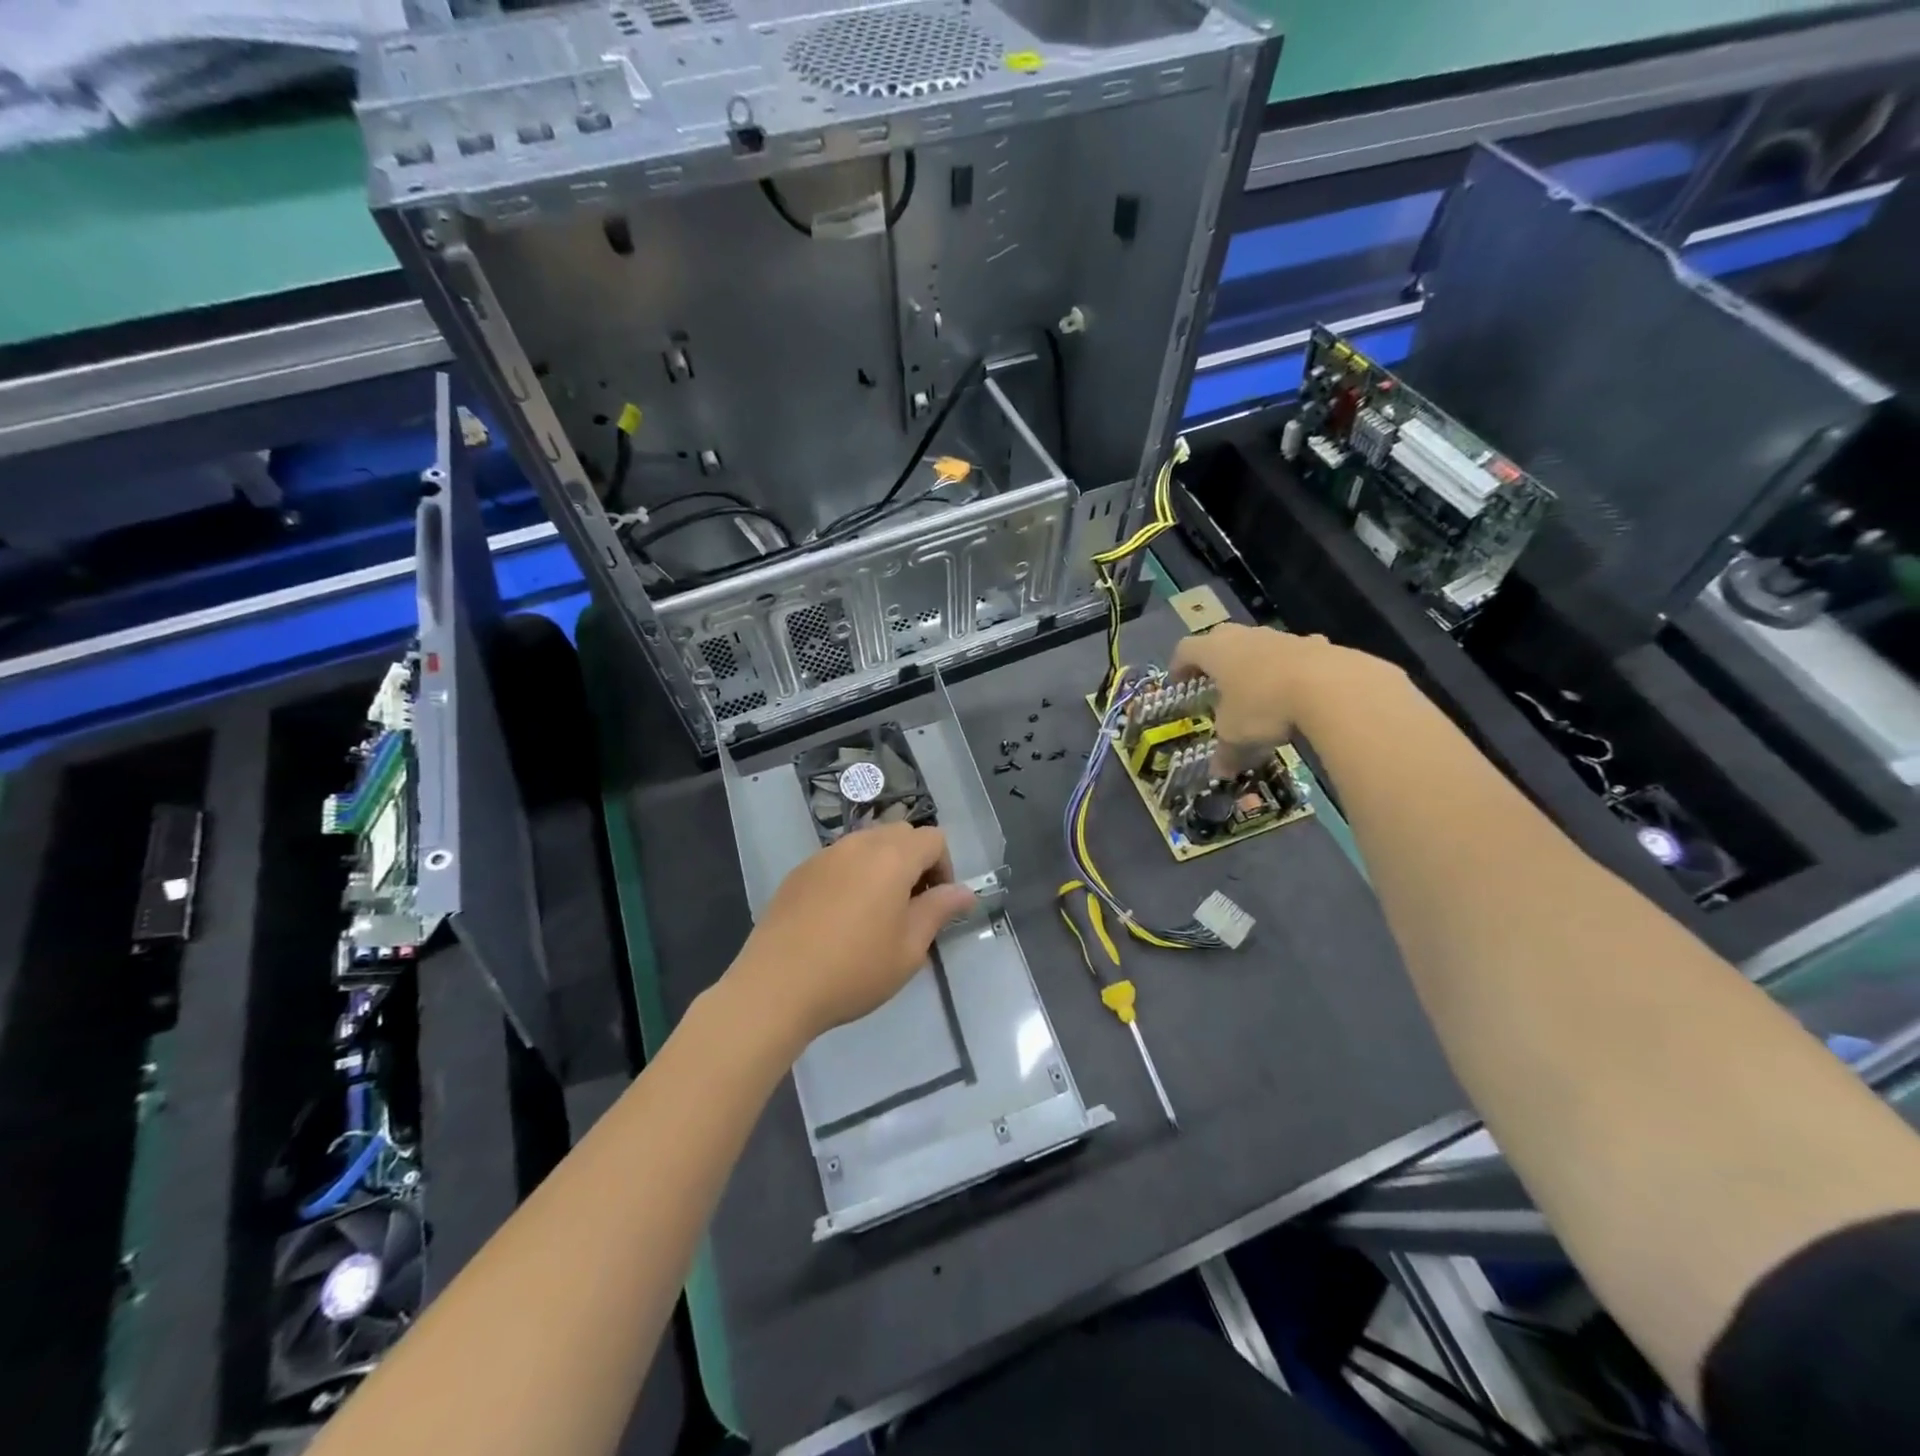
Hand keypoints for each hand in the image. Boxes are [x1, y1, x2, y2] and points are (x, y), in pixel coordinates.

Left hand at [726, 823, 976, 1045]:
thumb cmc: (854, 970)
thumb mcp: (909, 949)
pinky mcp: (799, 872)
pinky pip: (838, 860)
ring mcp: (824, 855)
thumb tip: (964, 892)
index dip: (944, 867)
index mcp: (892, 858)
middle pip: (900, 833)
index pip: (933, 839)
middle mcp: (859, 844)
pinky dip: (852, 875)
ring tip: (875, 912)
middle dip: (915, 861)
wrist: (776, 986)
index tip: (936, 905)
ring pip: (867, 843)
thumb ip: (938, 911)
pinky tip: (840, 917)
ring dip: (883, 865)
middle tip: (910, 907)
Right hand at [1170, 623, 1381, 774]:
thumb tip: (1219, 772)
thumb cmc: (1264, 706)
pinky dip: (1290, 669)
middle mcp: (1245, 637)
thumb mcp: (1236, 736)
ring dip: (1253, 662)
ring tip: (1257, 690)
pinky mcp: (1315, 645)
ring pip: (1258, 644)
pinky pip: (1294, 655)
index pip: (1186, 649)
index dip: (1178, 666)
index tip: (1179, 683)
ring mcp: (1281, 638)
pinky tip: (1297, 690)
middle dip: (1215, 659)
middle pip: (1220, 638)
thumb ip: (1225, 753)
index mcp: (1215, 652)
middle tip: (1214, 682)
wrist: (1330, 687)